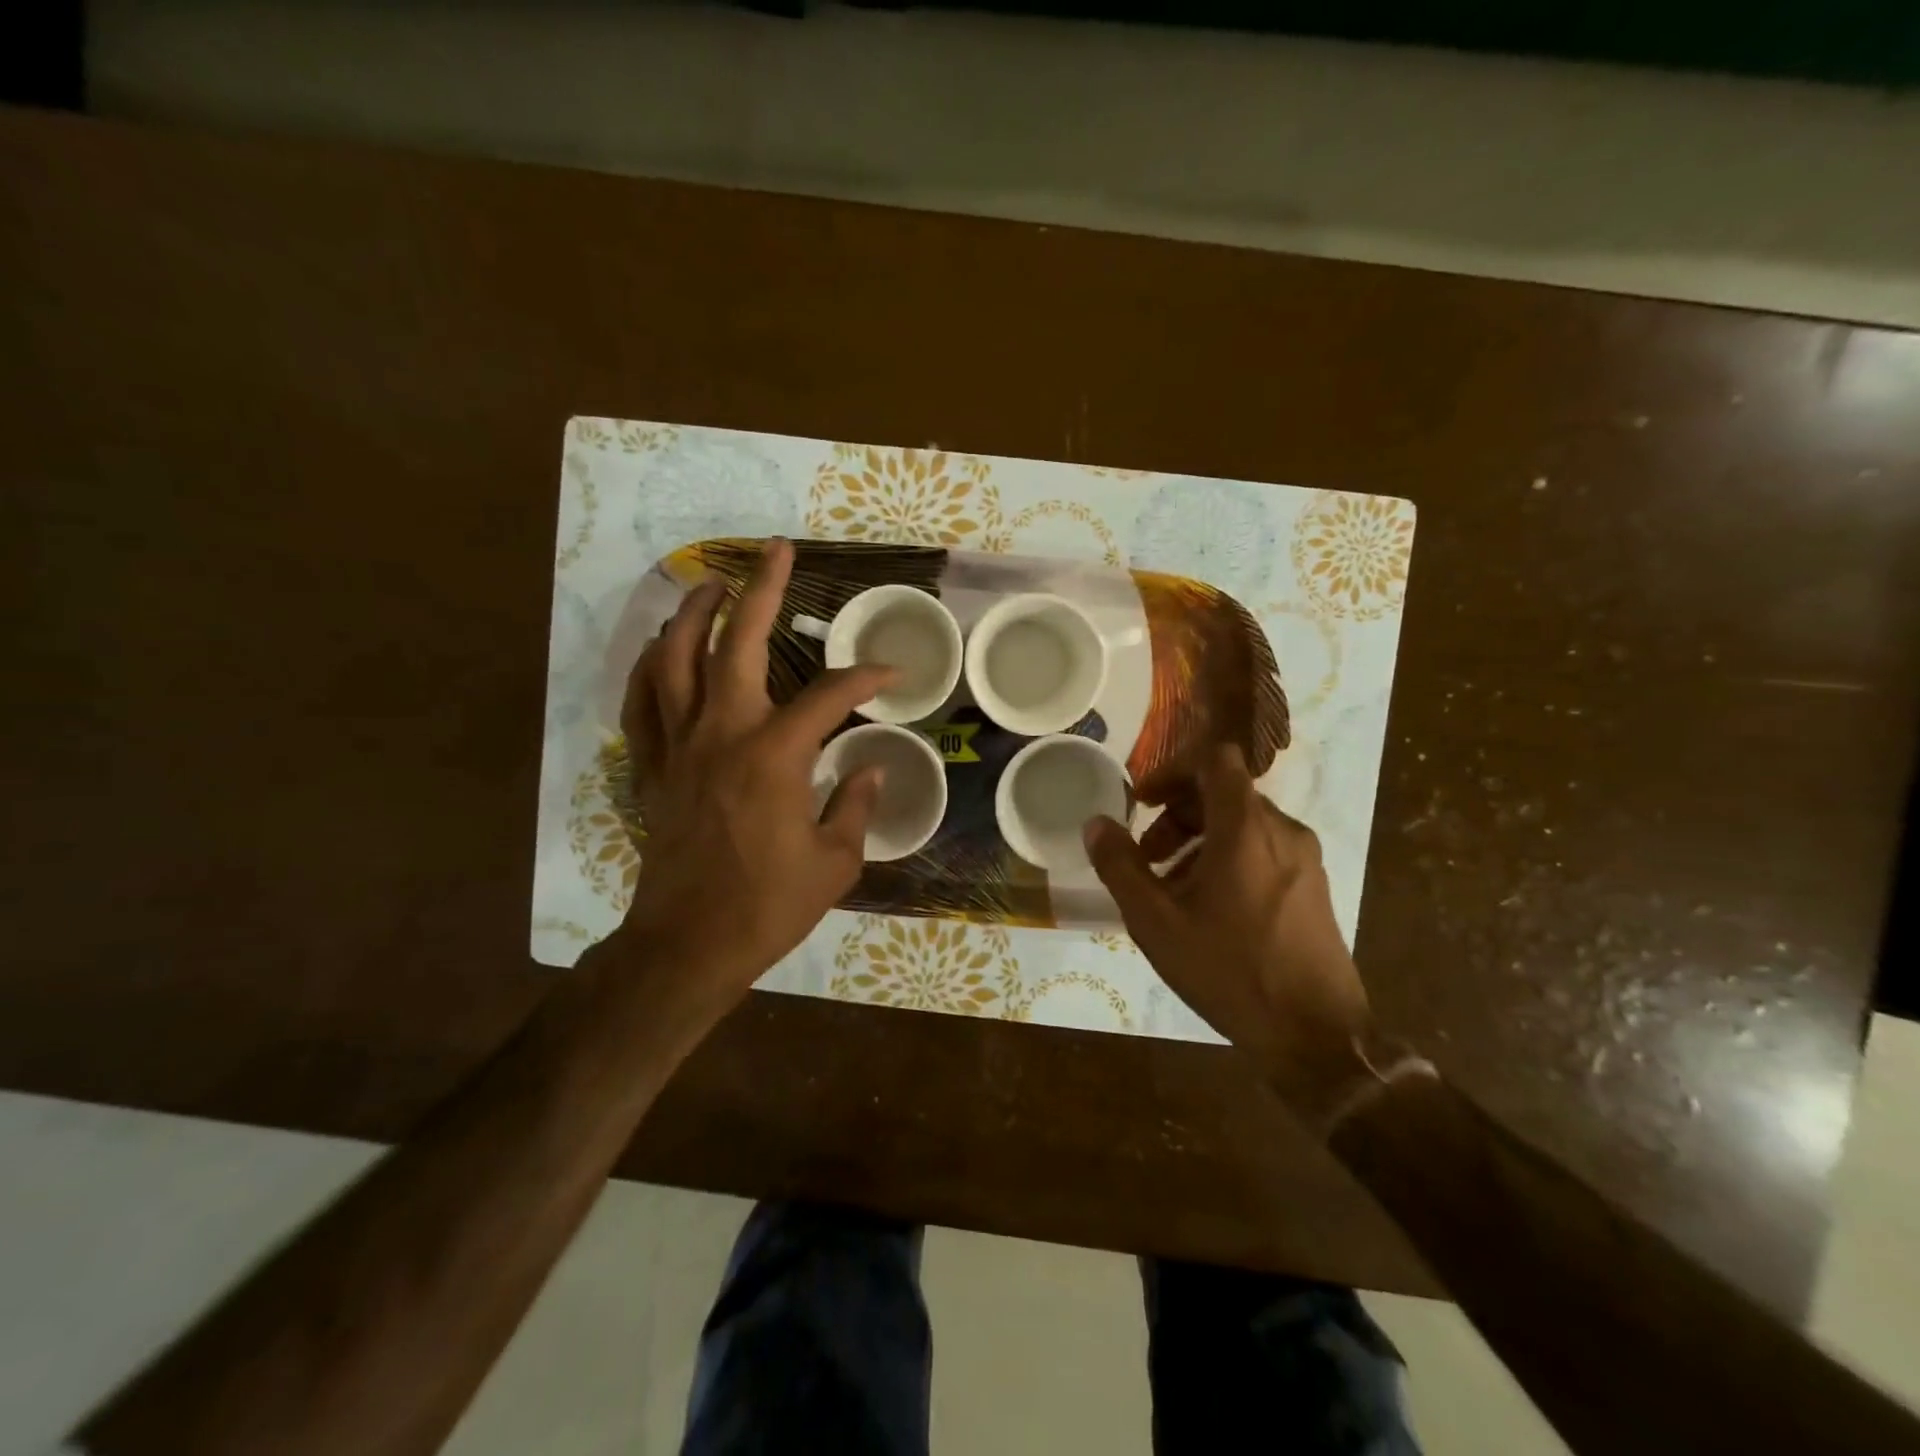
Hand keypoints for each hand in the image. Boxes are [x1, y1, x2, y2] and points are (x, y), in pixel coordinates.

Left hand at [616, 538, 893, 1016]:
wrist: (689, 944)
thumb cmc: (768, 906)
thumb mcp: (836, 861)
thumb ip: (856, 804)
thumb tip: (869, 769)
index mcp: (775, 754)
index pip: (829, 695)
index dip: (864, 678)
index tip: (888, 675)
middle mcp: (722, 732)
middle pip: (737, 642)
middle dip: (762, 590)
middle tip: (776, 551)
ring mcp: (678, 745)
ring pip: (675, 657)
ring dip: (695, 613)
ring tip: (714, 584)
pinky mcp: (651, 766)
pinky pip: (642, 701)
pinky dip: (650, 666)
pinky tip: (661, 648)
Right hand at [1084, 744, 1374, 1125]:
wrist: (1315, 1035)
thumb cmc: (1228, 970)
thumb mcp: (1156, 921)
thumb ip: (1120, 865)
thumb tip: (1096, 823)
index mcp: (1245, 828)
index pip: (1214, 760)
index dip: (1172, 770)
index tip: (1142, 802)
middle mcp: (1282, 830)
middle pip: (1223, 794)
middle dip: (1176, 815)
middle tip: (1146, 856)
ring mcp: (1304, 858)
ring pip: (1243, 824)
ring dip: (1198, 840)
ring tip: (1171, 887)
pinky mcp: (1313, 886)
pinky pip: (1263, 850)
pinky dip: (1227, 858)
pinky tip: (1209, 908)